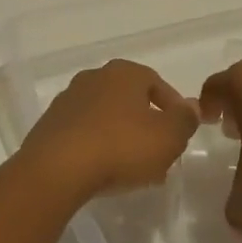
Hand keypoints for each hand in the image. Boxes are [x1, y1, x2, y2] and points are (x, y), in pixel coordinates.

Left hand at [20, 59, 197, 199]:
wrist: (57, 169)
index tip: (181, 131)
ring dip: (122, 136)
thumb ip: (185, 120)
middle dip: (147, 123)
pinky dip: (98, 146)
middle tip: (159, 152)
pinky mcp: (50, 125)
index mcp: (124, 72)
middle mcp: (94, 77)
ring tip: (134, 167)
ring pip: (106, 116)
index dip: (173, 107)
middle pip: (129, 99)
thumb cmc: (121, 146)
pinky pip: (84, 133)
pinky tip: (105, 170)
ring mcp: (68, 100)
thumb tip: (191, 107)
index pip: (157, 83)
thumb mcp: (168, 136)